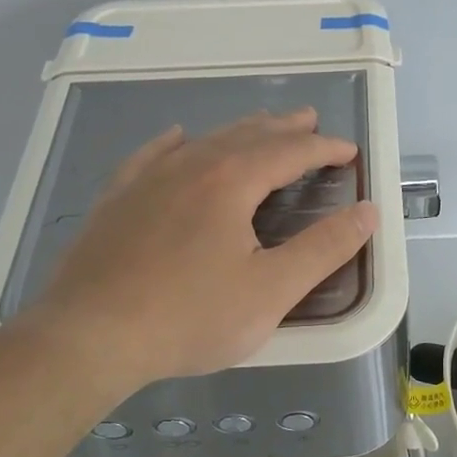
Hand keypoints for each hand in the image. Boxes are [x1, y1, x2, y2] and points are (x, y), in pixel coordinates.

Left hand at [18, 109, 377, 394]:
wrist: (89, 336)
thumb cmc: (190, 316)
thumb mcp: (271, 290)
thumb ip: (324, 249)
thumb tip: (367, 212)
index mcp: (230, 182)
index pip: (289, 152)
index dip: (323, 148)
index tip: (348, 150)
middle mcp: (189, 166)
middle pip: (247, 136)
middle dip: (284, 128)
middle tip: (310, 120)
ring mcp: (147, 180)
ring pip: (203, 142)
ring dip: (239, 132)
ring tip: (260, 127)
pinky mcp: (116, 201)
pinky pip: (152, 156)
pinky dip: (175, 144)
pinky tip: (178, 139)